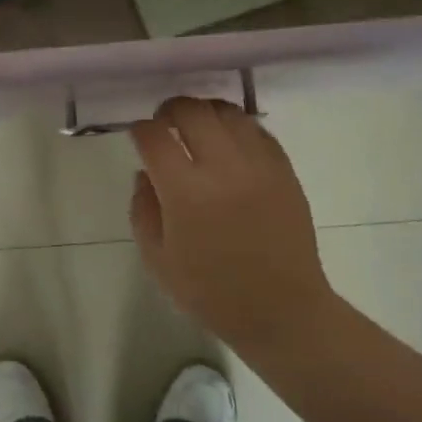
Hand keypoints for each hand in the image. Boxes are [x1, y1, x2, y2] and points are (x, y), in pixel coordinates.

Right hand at [129, 97, 342, 354]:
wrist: (282, 310)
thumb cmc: (211, 292)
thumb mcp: (157, 259)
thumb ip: (142, 209)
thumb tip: (146, 172)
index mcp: (186, 193)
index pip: (154, 137)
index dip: (139, 131)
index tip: (137, 138)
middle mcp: (222, 168)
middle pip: (191, 111)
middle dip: (169, 111)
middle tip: (163, 124)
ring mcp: (258, 165)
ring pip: (226, 112)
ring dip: (203, 113)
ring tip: (196, 129)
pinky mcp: (284, 169)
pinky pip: (256, 129)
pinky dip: (235, 127)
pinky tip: (227, 144)